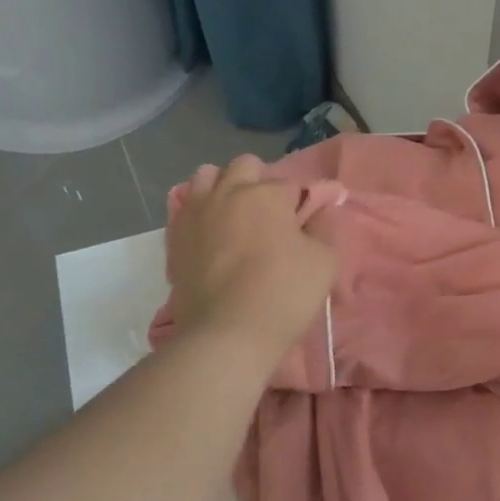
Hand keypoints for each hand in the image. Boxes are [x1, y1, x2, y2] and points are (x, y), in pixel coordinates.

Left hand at [167, 155, 336, 353]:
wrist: (227, 334)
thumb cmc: (284, 293)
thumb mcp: (324, 261)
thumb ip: (324, 227)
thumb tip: (322, 209)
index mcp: (267, 193)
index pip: (292, 183)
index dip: (302, 202)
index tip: (308, 222)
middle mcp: (228, 192)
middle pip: (245, 166)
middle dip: (260, 182)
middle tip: (271, 215)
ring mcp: (196, 212)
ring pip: (206, 176)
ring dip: (224, 187)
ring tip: (235, 215)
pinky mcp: (175, 237)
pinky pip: (186, 207)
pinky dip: (201, 212)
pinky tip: (212, 234)